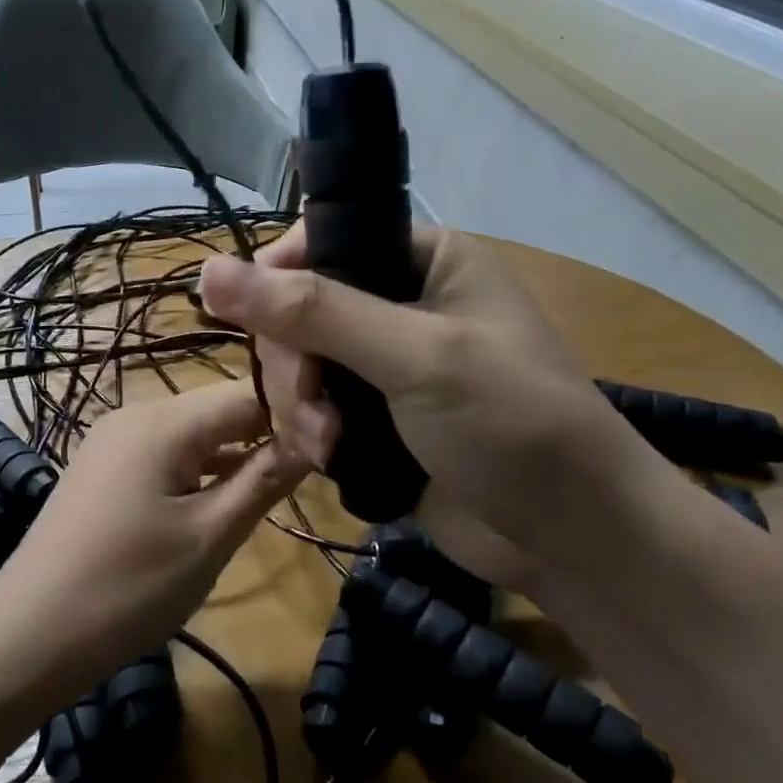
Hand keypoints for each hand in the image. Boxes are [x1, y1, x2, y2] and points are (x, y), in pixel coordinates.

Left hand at [0, 380, 308, 676]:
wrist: (30, 635)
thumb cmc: (128, 587)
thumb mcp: (209, 536)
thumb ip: (264, 479)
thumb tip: (318, 434)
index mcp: (163, 421)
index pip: (248, 393)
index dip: (298, 408)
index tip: (340, 435)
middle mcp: (137, 414)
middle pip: (220, 409)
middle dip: (269, 430)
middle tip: (320, 464)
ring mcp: (115, 442)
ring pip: (195, 434)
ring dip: (237, 453)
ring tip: (288, 477)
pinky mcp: (105, 470)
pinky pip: (167, 455)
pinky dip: (202, 470)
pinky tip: (228, 495)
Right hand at [198, 223, 676, 580]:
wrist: (574, 538)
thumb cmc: (514, 424)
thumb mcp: (416, 356)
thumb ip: (315, 312)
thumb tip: (208, 271)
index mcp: (422, 259)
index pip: (319, 244)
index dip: (277, 282)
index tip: (258, 329)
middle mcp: (399, 303)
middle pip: (298, 313)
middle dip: (296, 366)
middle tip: (315, 411)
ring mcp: (384, 366)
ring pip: (299, 367)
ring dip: (301, 408)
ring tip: (329, 448)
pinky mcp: (374, 420)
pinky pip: (313, 410)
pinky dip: (310, 433)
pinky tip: (327, 460)